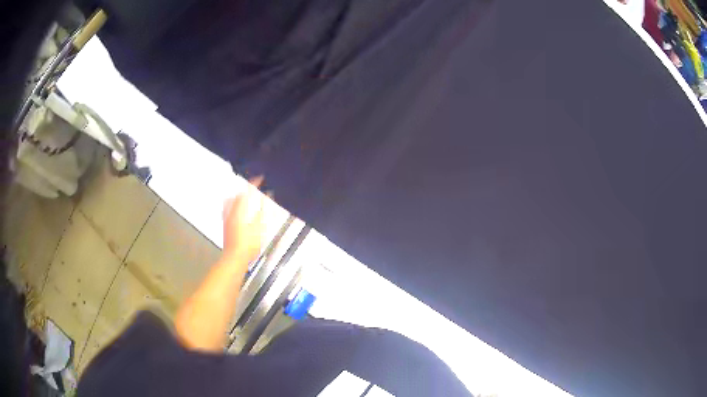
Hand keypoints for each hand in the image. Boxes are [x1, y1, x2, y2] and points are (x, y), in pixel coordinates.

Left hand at [222, 176, 266, 263]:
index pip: (246, 192)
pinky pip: (226, 211)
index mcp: (239, 211)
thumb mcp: (259, 228)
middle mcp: (230, 213)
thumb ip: (262, 211)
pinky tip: (234, 210)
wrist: (234, 258)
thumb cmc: (247, 246)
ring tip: (241, 195)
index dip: (253, 183)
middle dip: (243, 189)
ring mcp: (226, 220)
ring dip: (235, 197)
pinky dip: (231, 206)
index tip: (259, 178)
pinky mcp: (225, 227)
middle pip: (235, 196)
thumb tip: (266, 198)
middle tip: (250, 187)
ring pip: (228, 202)